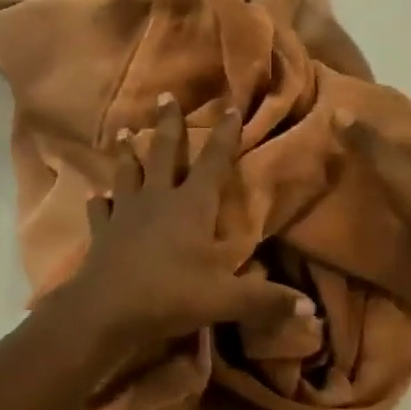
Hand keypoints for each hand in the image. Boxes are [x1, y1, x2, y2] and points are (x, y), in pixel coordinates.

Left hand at [56, 94, 313, 366]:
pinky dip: (100, 201)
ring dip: (127, 153)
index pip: (213, 163)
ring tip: (124, 132)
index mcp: (191, 206)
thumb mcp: (225, 299)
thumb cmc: (170, 294)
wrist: (106, 308)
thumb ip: (267, 301)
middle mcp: (158, 199)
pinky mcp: (102, 231)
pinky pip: (101, 210)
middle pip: (164, 153)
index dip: (224, 136)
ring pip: (127, 173)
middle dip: (168, 124)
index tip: (230, 108)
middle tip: (164, 96)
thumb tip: (313, 312)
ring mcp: (125, 212)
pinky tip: (97, 196)